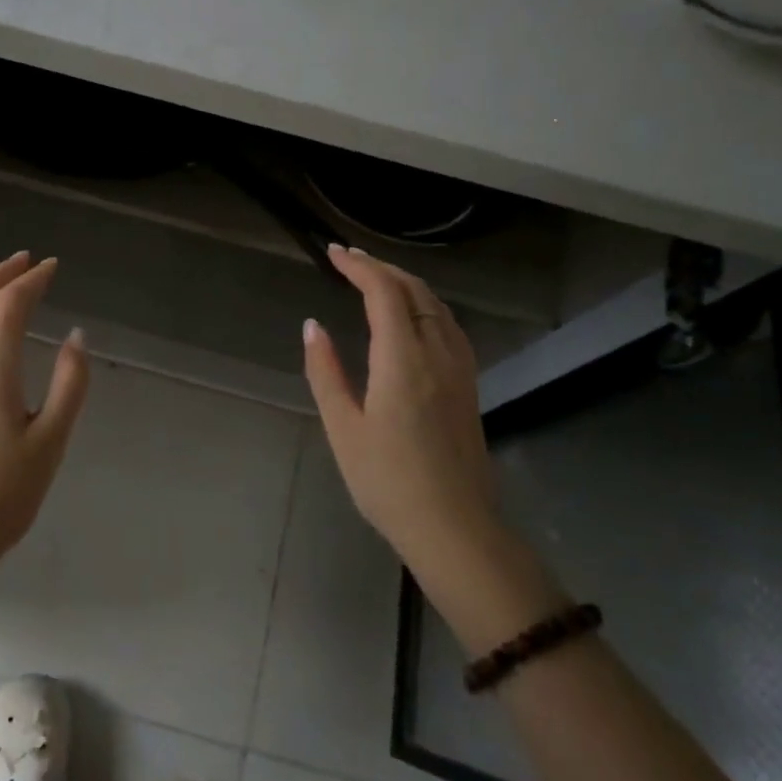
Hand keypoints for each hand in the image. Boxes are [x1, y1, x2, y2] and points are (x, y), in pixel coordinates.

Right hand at [302, 245, 498, 569]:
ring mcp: (460, 369)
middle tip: (348, 259)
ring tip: (376, 278)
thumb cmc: (388, 481)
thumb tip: (312, 326)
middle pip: (414, 291)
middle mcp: (437, 353)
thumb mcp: (343, 428)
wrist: (454, 527)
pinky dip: (426, 304)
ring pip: (437, 305)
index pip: (384, 293)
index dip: (359, 267)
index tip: (333, 253)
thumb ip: (326, 371)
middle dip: (381, 267)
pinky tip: (413, 315)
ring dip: (406, 283)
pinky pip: (449, 325)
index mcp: (403, 360)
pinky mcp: (468, 385)